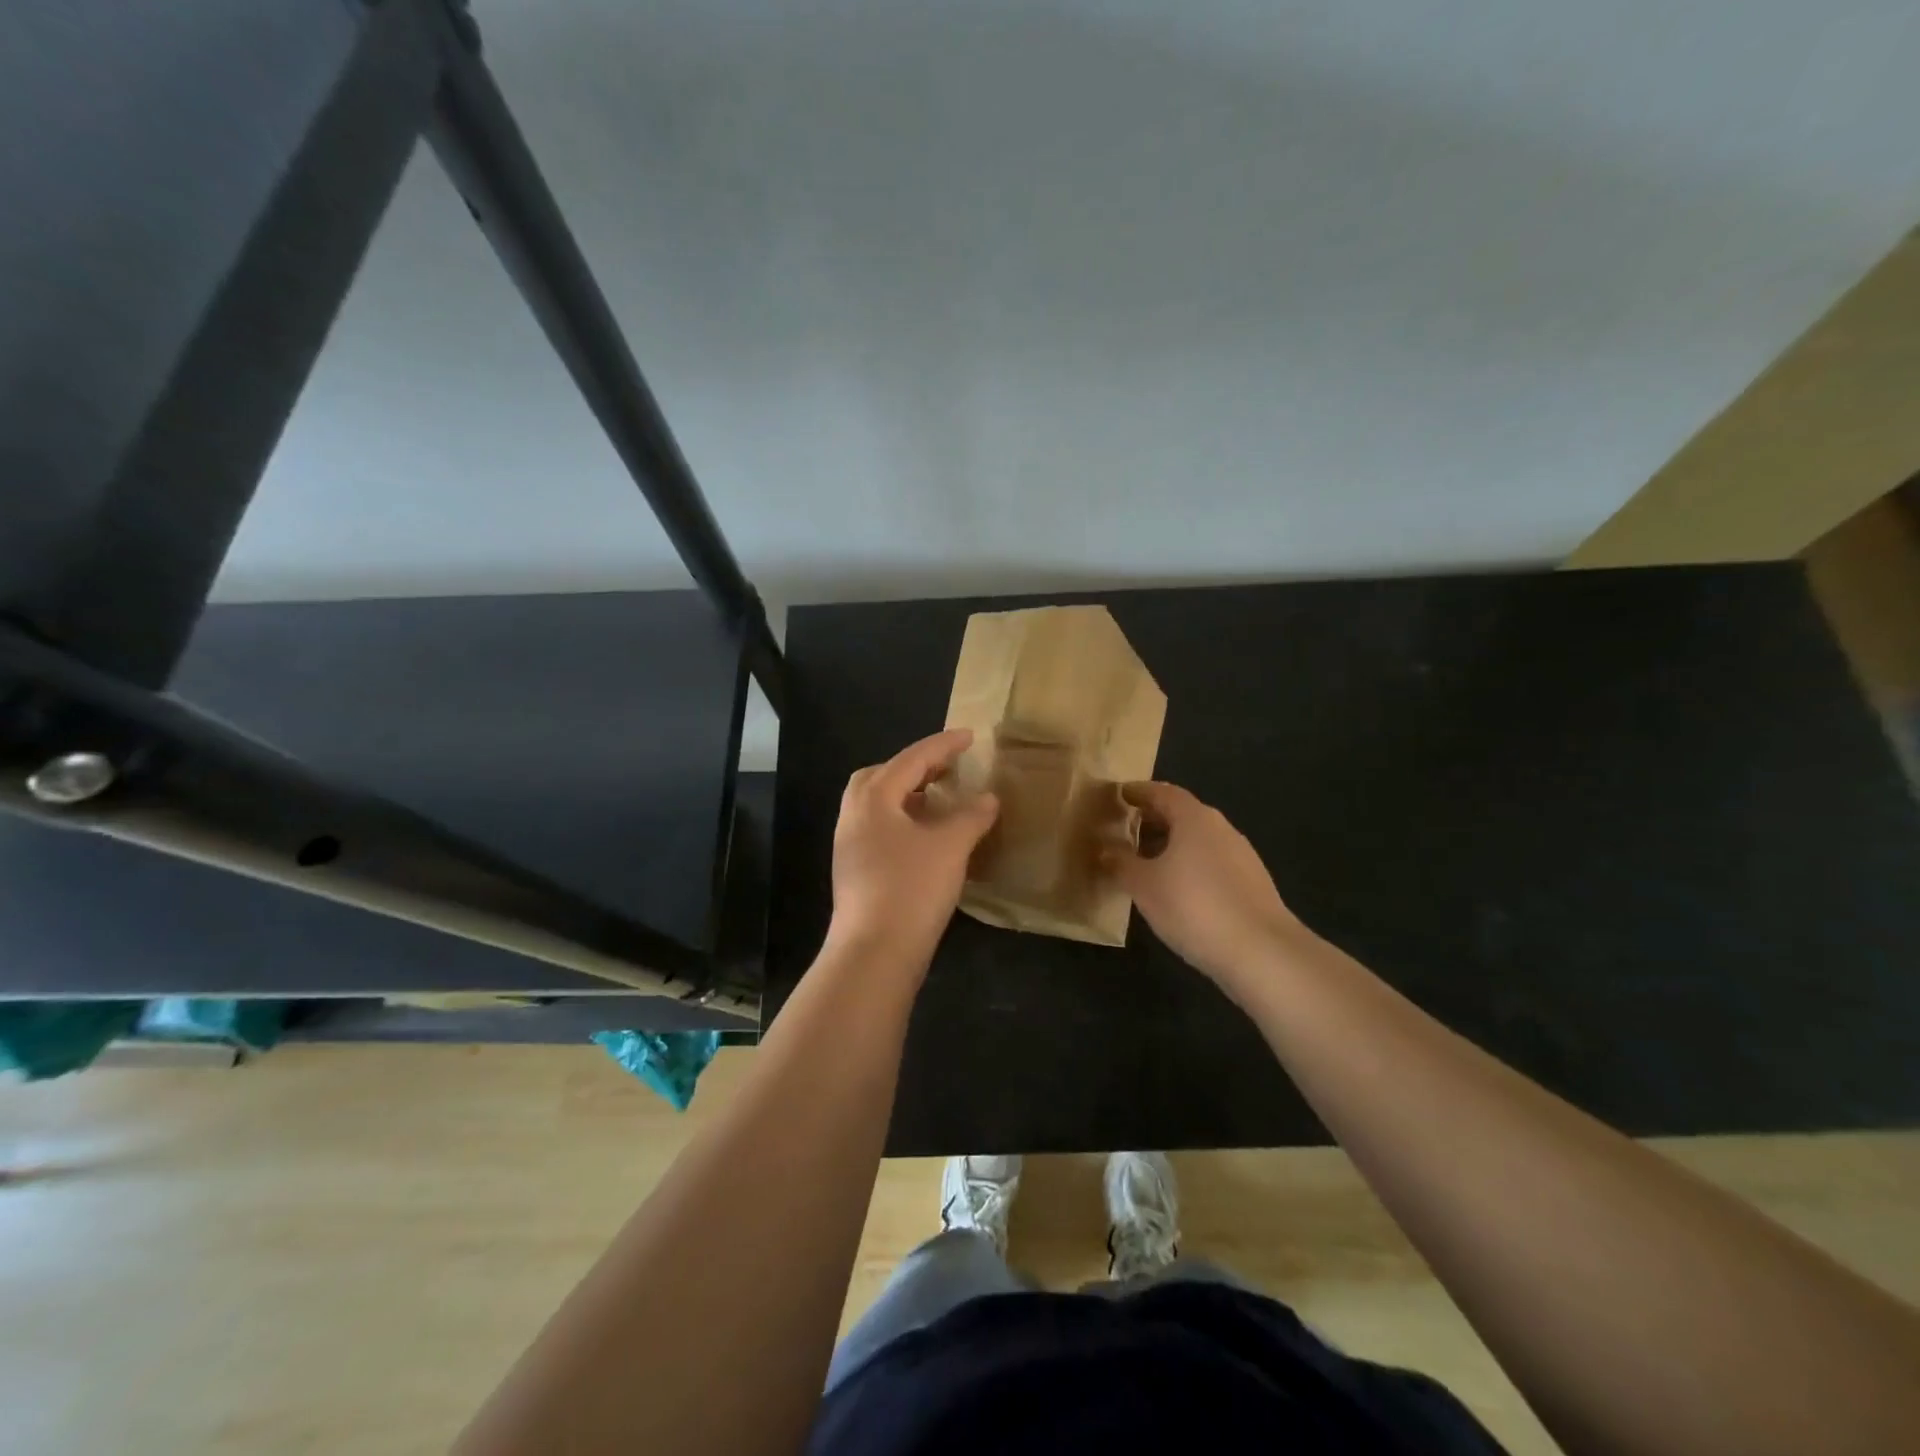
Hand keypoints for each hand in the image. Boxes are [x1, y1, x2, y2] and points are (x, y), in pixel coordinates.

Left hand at [827, 729, 999, 971]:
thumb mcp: (951, 846)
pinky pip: (879, 828)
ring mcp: (850, 845)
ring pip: (878, 804)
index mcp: (873, 798)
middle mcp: (854, 815)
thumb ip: (971, 815)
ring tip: (940, 800)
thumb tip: (988, 798)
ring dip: (908, 795)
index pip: (912, 759)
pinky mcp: (855, 870)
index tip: (970, 736)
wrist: (874, 952)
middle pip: (882, 776)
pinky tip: (927, 837)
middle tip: (947, 769)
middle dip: (915, 767)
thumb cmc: (912, 888)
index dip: (943, 745)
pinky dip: (903, 820)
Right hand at [1106, 781, 1306, 988]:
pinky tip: (1176, 891)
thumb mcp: (1144, 885)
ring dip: (1171, 846)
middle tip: (1124, 831)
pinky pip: (1212, 864)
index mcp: (1195, 818)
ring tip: (1144, 864)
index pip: (1163, 792)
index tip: (1119, 796)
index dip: (1139, 792)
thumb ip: (1120, 863)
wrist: (1262, 953)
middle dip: (1152, 820)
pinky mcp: (1252, 885)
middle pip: (1182, 815)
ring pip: (1198, 841)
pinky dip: (1189, 867)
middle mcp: (1222, 829)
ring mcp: (1242, 857)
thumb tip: (1104, 849)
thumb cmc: (1194, 906)